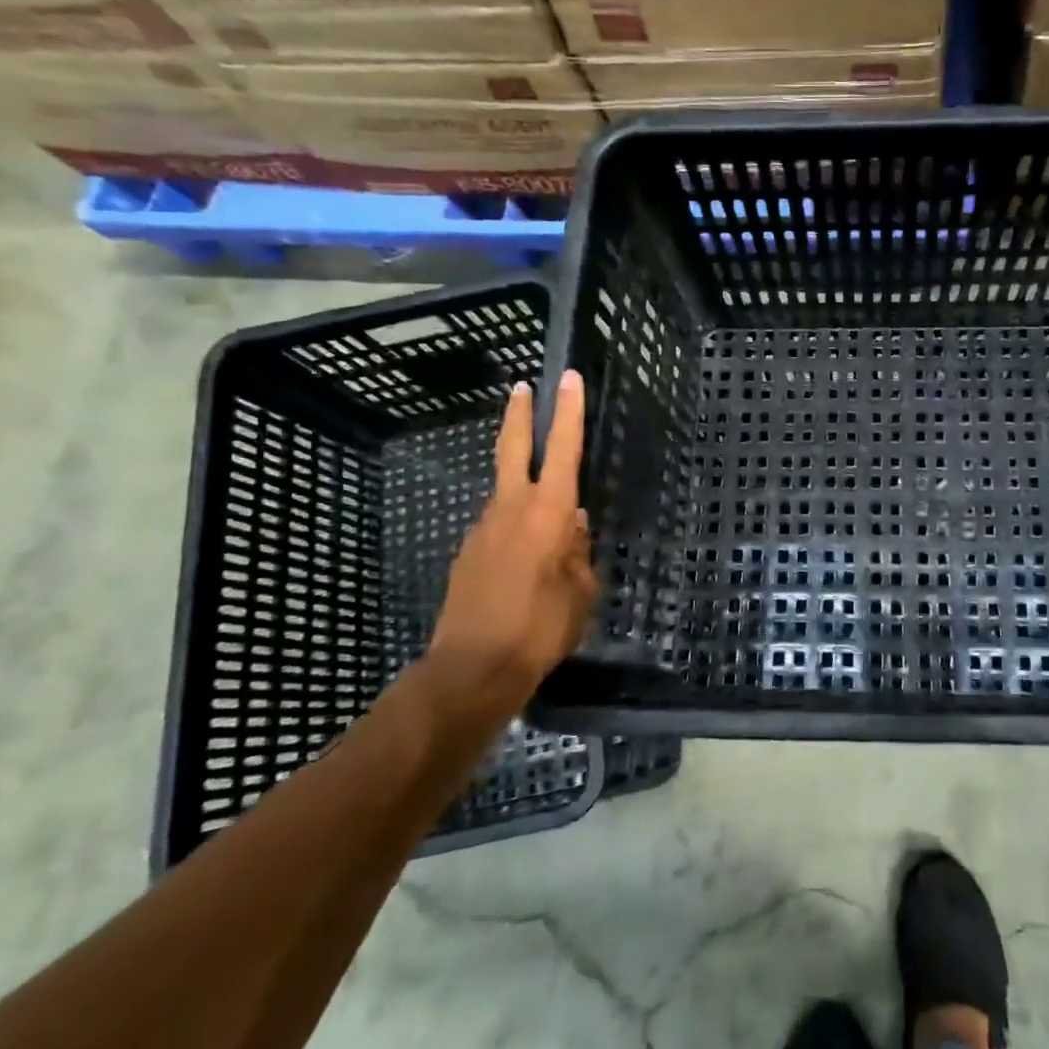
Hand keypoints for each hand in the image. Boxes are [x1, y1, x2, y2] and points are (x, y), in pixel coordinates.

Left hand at [430, 371, 596, 705]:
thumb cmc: (540, 628)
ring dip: (524, 488)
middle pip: (513, 449)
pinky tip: (527, 561)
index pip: (563, 450)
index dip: (568, 412)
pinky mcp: (468, 555)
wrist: (471, 670)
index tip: (567, 378)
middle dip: (520, 415)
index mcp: (548, 514)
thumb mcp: (580, 592)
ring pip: (507, 493)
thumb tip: (575, 527)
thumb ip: (579, 552)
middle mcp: (511, 510)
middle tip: (522, 387)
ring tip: (550, 523)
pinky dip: (516, 529)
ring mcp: (483, 530)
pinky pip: (499, 529)